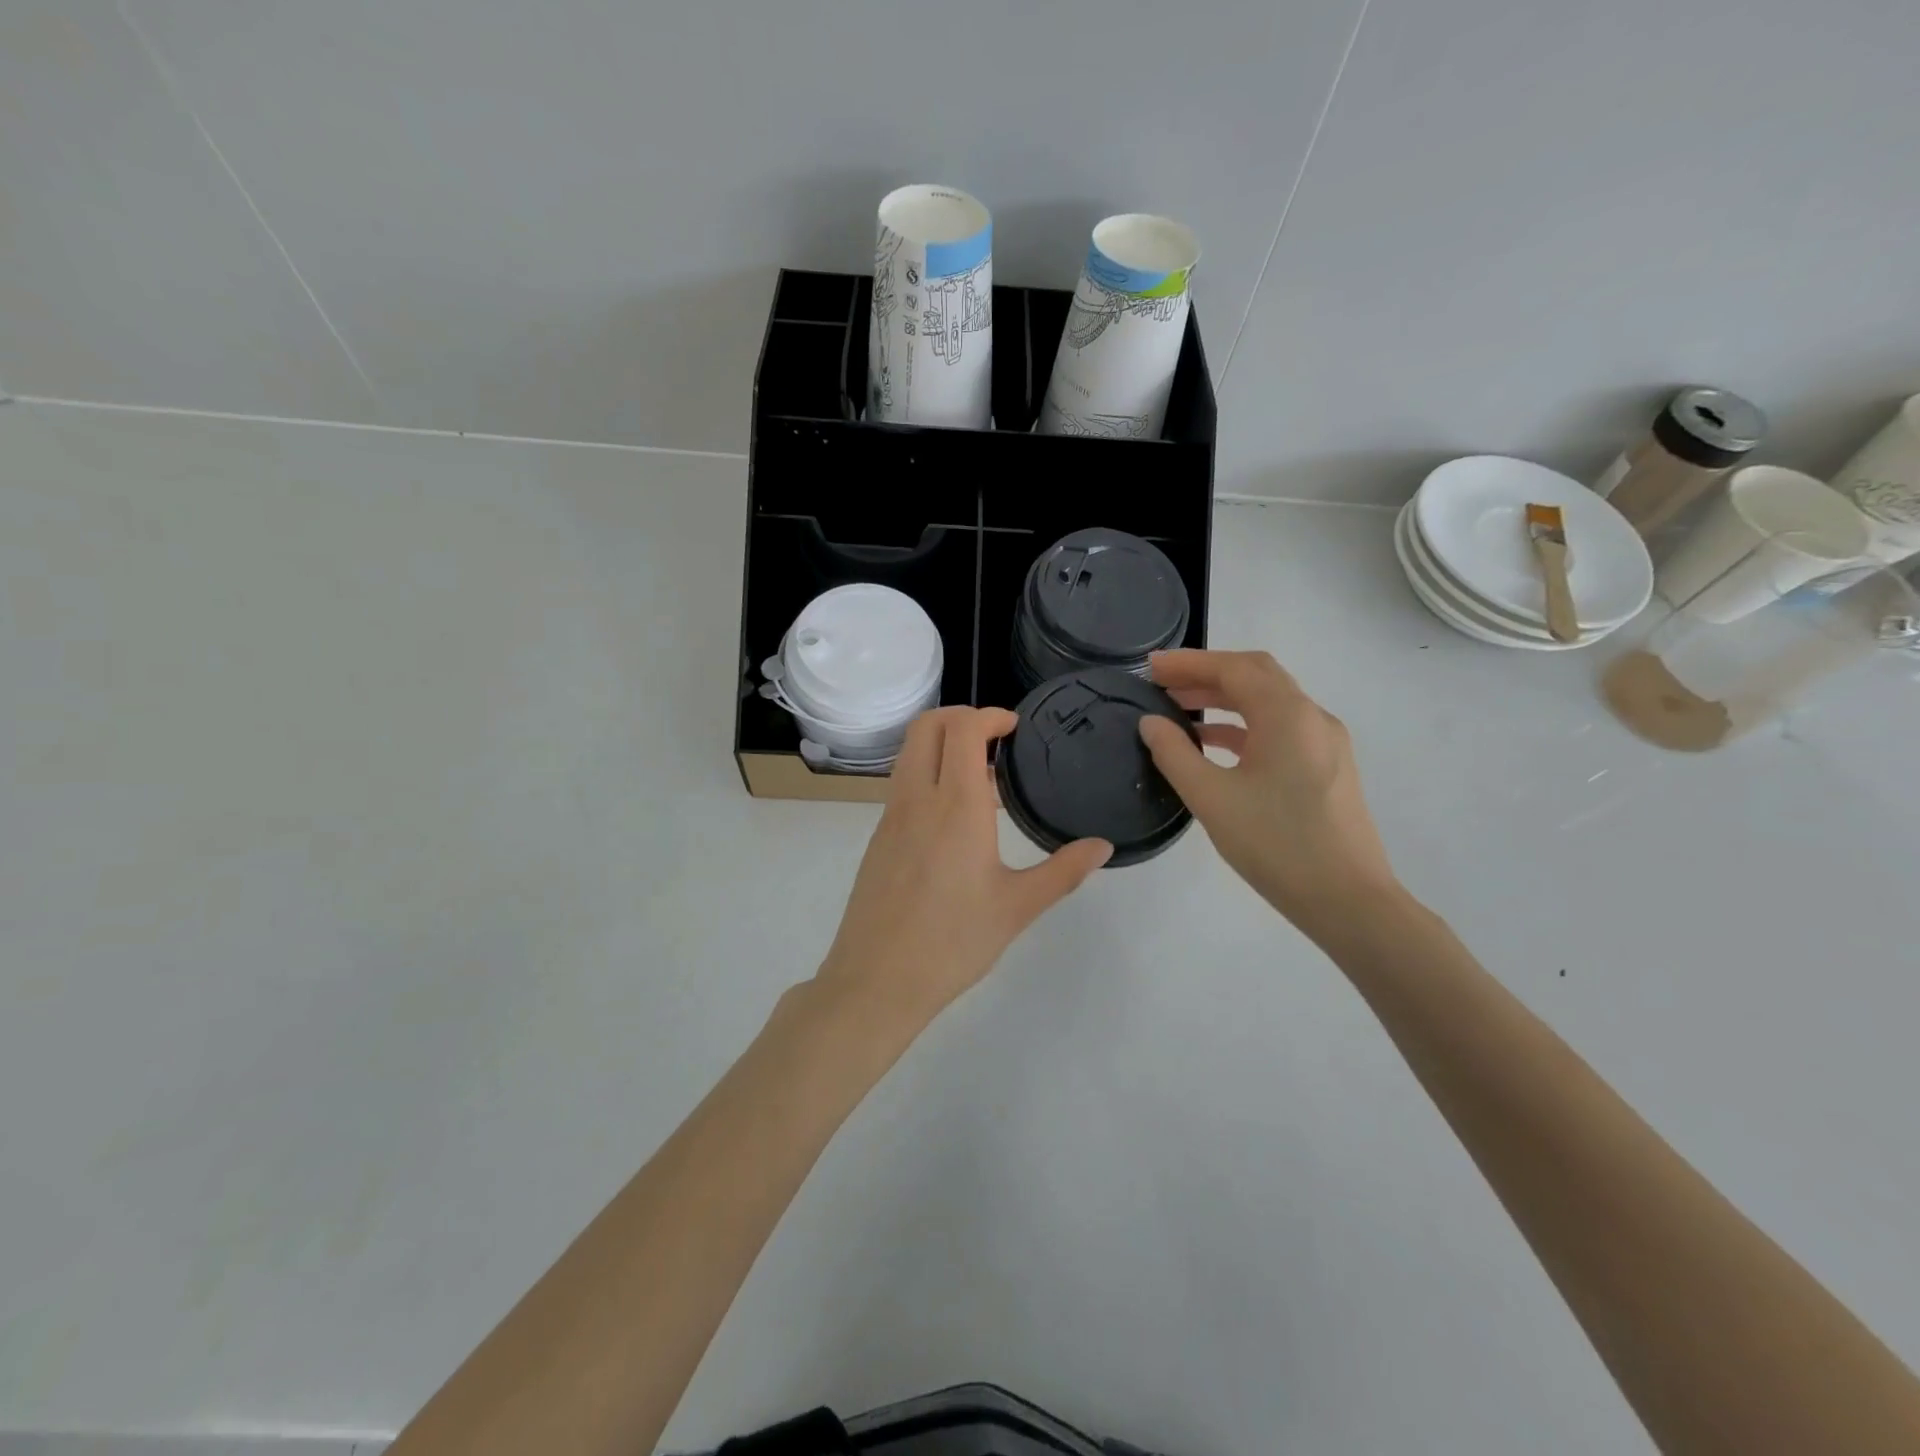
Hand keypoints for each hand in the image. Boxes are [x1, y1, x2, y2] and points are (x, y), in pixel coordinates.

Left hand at [816, 706, 1111, 1033]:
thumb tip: (1103, 846)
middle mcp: (917, 799)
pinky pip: (902, 785)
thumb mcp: (1017, 908)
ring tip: (982, 778)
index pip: (962, 729)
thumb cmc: (953, 942)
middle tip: (995, 737)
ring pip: (909, 753)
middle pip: (926, 726)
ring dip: (941, 745)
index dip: (989, 715)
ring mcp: (890, 817)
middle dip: (960, 716)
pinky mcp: (878, 838)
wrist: (877, 981)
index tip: (1014, 727)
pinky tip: (955, 819)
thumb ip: (1063, 871)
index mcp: (956, 806)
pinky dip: (928, 774)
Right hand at [1138, 650, 1399, 939]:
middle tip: (1163, 685)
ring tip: (1179, 712)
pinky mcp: (1327, 769)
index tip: (1150, 668)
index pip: (1234, 669)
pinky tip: (1214, 745)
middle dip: (1207, 675)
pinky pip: (1281, 730)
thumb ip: (1174, 754)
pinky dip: (1244, 726)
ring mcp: (1325, 743)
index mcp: (1288, 715)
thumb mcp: (1212, 798)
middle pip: (1256, 677)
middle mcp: (1312, 718)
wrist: (1349, 901)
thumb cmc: (1277, 845)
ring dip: (1224, 700)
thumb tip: (1151, 723)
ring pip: (1270, 704)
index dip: (1189, 663)